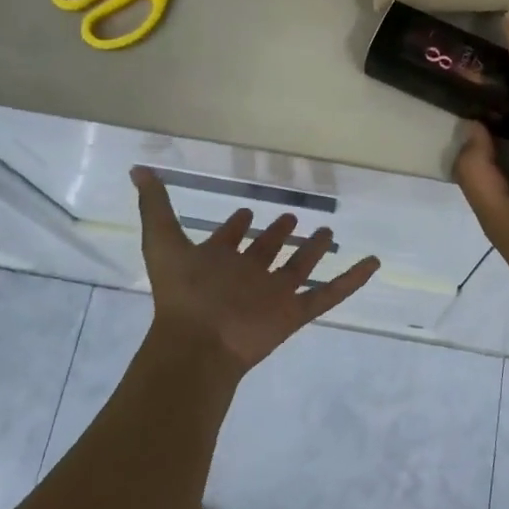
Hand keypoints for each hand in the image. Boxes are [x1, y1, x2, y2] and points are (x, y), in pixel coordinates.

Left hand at [132, 167, 380, 377]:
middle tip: (292, 216)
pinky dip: (351, 280)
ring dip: (311, 251)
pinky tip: (371, 262)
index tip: (247, 210)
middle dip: (277, 234)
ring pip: (298, 269)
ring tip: (326, 230)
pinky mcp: (294, 313)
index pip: (230, 239)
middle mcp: (247, 275)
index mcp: (219, 261)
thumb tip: (137, 168)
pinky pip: (328, 294)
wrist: (198, 341)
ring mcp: (273, 295)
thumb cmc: (182, 290)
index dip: (236, 226)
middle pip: (267, 252)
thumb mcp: (163, 239)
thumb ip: (154, 204)